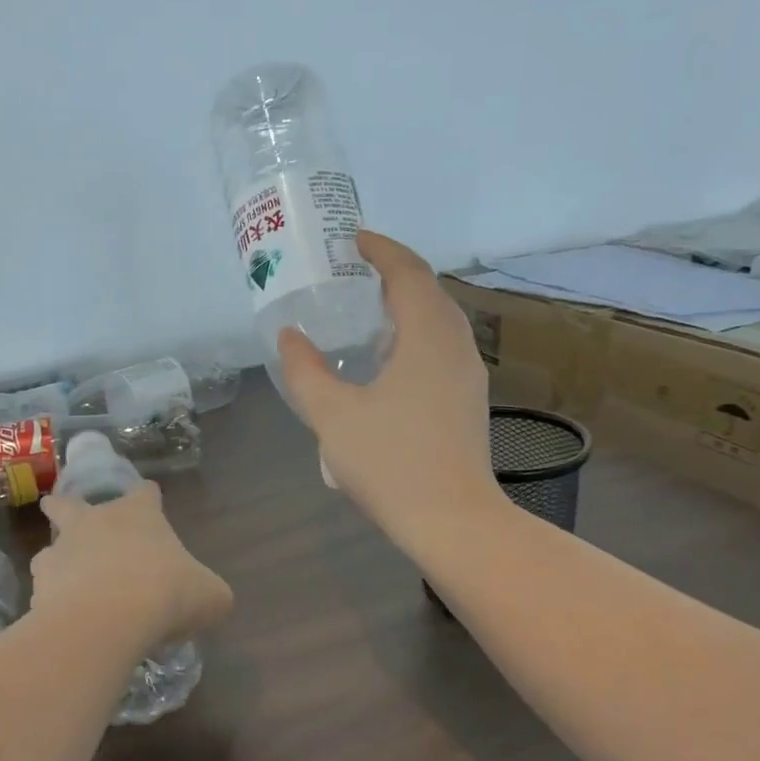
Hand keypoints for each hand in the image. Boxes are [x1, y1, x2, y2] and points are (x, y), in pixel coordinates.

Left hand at [34, 482, 232, 647]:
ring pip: (50, 550)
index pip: (145, 493)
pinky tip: (66, 622)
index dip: (149, 498)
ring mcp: (61, 552)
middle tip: (65, 515)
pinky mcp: (39, 586)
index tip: (150, 503)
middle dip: (65, 507)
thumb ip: (208, 591)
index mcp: (138, 514)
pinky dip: (52, 603)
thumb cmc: (166, 593)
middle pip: (69, 503)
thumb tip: (208, 597)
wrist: (107, 620)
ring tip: (71, 588)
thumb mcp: (210, 595)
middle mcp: (95, 522)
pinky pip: (44, 591)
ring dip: (58, 563)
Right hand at [277, 230, 500, 552]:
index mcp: (427, 337)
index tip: (353, 239)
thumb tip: (290, 336)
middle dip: (394, 274)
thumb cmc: (391, 462)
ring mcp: (468, 376)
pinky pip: (442, 349)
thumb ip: (305, 371)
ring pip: (440, 322)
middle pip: (429, 292)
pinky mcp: (468, 402)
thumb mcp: (332, 415)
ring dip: (407, 306)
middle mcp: (456, 347)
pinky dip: (415, 336)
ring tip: (368, 313)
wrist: (452, 520)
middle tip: (355, 273)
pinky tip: (389, 362)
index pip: (409, 273)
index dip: (381, 249)